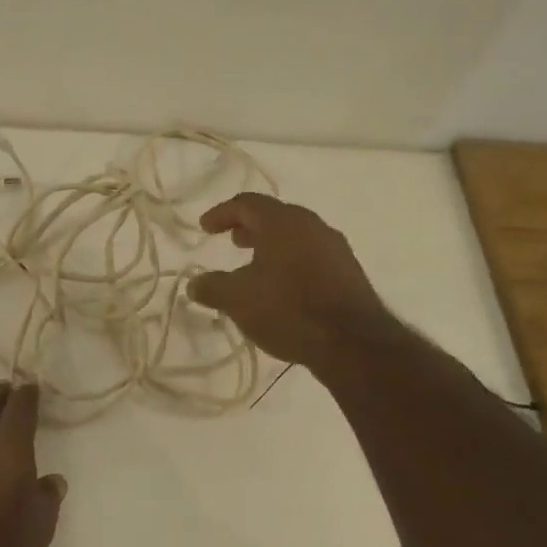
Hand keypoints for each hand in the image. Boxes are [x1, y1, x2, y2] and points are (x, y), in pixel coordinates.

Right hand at [187, 193, 394, 367]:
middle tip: (232, 241)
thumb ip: (212, 287)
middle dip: (250, 227)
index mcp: (282, 222)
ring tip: (255, 266)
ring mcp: (335, 248)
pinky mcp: (349, 272)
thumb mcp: (237, 300)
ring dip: (272, 246)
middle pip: (275, 216)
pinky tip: (283, 287)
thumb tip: (194, 284)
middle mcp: (312, 225)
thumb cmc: (287, 309)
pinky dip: (291, 261)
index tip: (205, 227)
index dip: (222, 213)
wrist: (352, 342)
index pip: (246, 204)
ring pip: (296, 236)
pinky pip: (312, 255)